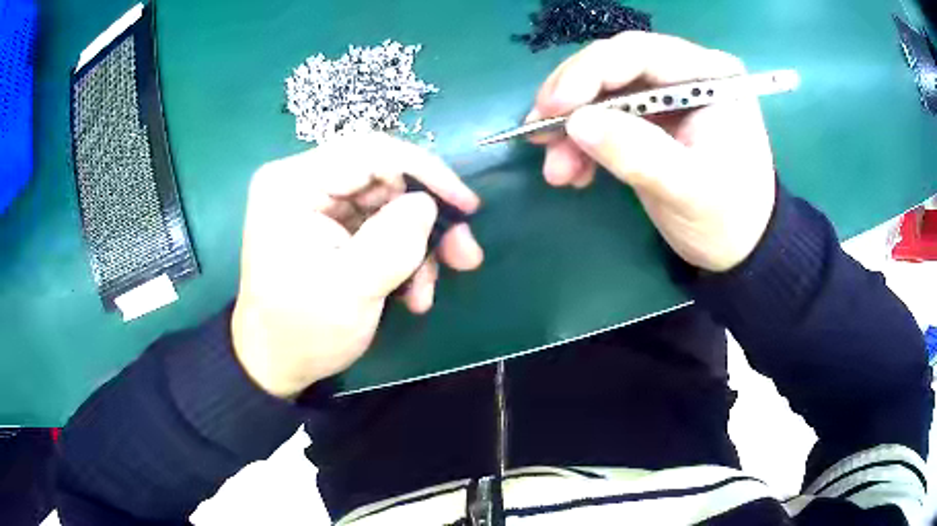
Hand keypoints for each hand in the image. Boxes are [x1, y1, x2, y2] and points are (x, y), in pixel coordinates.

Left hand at [231, 134, 482, 398]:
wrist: (275, 363)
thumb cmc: (302, 331)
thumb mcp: (351, 290)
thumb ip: (393, 242)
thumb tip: (428, 204)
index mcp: (293, 184)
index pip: (369, 151)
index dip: (426, 172)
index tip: (467, 207)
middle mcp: (304, 182)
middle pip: (384, 177)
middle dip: (426, 218)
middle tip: (463, 255)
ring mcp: (317, 203)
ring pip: (389, 203)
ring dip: (417, 245)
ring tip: (425, 291)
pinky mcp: (330, 225)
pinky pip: (380, 225)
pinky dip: (402, 255)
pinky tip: (410, 292)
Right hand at [528, 32, 775, 271]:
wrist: (740, 250)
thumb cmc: (729, 219)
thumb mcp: (689, 190)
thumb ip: (638, 153)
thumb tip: (575, 123)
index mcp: (710, 76)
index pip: (640, 53)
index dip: (589, 72)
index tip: (552, 106)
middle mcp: (687, 74)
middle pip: (614, 67)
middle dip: (573, 101)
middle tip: (537, 133)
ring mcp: (667, 96)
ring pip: (603, 94)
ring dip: (572, 128)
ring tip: (556, 169)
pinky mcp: (652, 120)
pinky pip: (607, 118)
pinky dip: (584, 143)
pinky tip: (572, 172)